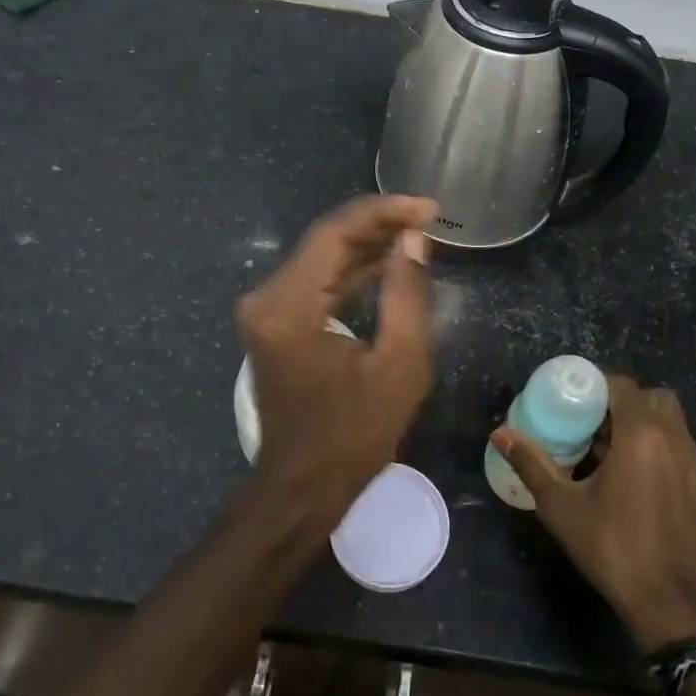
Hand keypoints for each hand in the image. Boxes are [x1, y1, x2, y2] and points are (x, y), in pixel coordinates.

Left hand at [237, 194, 436, 531]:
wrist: (303, 487)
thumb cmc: (355, 435)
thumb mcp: (399, 366)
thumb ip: (407, 294)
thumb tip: (413, 239)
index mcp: (288, 306)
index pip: (335, 233)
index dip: (384, 212)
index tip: (429, 208)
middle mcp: (265, 298)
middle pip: (325, 241)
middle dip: (378, 224)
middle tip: (428, 218)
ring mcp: (265, 310)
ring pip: (321, 258)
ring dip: (366, 245)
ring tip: (416, 233)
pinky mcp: (274, 322)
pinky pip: (316, 282)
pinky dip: (350, 271)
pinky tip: (386, 262)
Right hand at [494, 377, 695, 650]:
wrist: (671, 603)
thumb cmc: (612, 547)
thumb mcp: (561, 506)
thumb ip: (531, 463)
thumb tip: (500, 434)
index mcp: (641, 435)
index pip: (622, 385)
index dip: (597, 384)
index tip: (573, 399)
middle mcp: (674, 440)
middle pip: (653, 398)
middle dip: (624, 401)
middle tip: (594, 422)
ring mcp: (694, 465)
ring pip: (671, 423)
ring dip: (644, 424)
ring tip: (611, 450)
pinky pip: (680, 450)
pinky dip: (659, 449)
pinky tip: (635, 480)